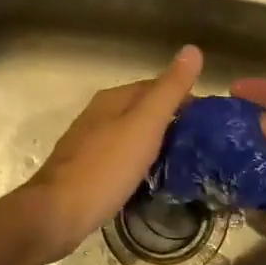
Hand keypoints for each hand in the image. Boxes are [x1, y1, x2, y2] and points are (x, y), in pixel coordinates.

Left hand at [19, 46, 203, 262]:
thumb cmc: (105, 168)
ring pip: (131, 135)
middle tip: (202, 144)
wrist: (56, 215)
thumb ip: (169, 90)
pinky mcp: (86, 171)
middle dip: (171, 122)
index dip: (184, 98)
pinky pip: (121, 158)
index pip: (156, 86)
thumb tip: (192, 49)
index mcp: (113, 99)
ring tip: (184, 162)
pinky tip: (151, 179)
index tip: (209, 120)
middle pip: (142, 110)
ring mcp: (89, 144)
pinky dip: (140, 163)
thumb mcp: (144, 125)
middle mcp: (98, 115)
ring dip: (156, 143)